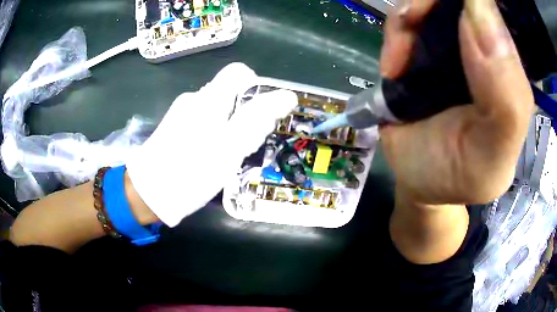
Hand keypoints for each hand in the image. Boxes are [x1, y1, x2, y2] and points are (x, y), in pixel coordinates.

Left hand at [126, 63, 297, 226]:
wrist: (148, 194)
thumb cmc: (190, 172)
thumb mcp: (229, 147)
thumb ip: (257, 118)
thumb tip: (287, 95)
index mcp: (209, 99)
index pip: (238, 72)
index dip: (256, 87)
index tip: (261, 113)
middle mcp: (194, 100)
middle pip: (230, 94)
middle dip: (246, 115)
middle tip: (246, 146)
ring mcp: (182, 115)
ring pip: (218, 111)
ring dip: (231, 128)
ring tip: (228, 157)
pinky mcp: (175, 130)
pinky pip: (203, 124)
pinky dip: (214, 136)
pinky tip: (210, 158)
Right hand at [380, 0, 533, 205]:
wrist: (423, 182)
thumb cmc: (461, 175)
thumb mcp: (493, 155)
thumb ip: (507, 100)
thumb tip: (483, 15)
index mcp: (512, 72)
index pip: (500, 16)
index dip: (479, 6)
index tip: (455, 16)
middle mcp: (485, 50)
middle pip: (460, 3)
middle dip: (432, 6)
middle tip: (413, 24)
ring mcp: (452, 45)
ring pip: (430, 6)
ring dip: (407, 23)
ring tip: (398, 66)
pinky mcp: (422, 48)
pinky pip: (406, 21)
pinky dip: (394, 36)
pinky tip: (393, 69)